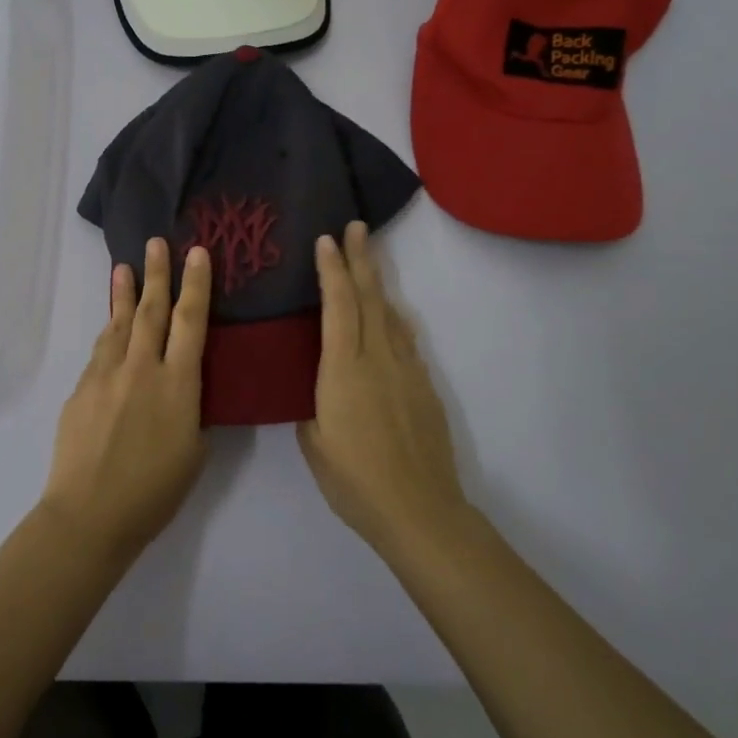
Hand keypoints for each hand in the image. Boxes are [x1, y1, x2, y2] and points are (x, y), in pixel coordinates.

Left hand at [41, 239, 211, 562]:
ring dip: (124, 294)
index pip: (191, 321)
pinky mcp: (81, 388)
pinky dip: (109, 331)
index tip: (197, 252)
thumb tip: (183, 390)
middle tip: (157, 242)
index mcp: (178, 384)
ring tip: (124, 268)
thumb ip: (191, 411)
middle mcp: (142, 368)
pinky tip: (111, 324)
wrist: (90, 514)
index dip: (196, 285)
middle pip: (152, 311)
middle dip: (157, 274)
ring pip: (119, 324)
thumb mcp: (193, 452)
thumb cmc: (154, 492)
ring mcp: (106, 375)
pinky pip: (100, 351)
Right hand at [298, 222, 468, 556]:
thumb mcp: (314, 443)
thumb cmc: (355, 480)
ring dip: (378, 284)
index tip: (328, 240)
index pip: (339, 306)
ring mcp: (407, 370)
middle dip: (361, 260)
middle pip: (370, 298)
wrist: (420, 510)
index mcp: (344, 369)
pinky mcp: (425, 387)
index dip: (332, 270)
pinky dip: (393, 318)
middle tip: (357, 227)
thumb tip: (317, 388)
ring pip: (391, 315)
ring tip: (369, 262)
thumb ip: (312, 406)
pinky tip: (390, 318)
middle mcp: (378, 358)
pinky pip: (405, 340)